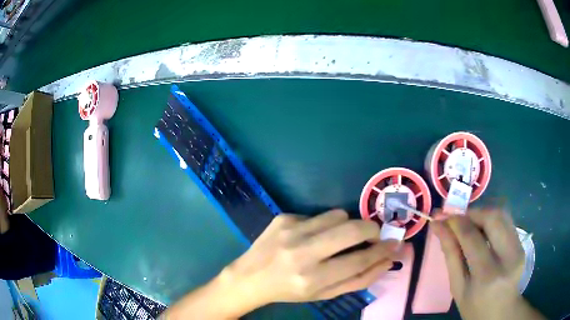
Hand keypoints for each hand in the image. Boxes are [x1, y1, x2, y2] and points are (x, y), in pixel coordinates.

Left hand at [164, 209, 398, 319]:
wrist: (249, 277)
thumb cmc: (289, 291)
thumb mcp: (323, 294)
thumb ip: (357, 280)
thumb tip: (387, 261)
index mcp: (312, 278)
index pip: (359, 259)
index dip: (382, 250)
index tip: (395, 243)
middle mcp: (302, 252)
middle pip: (352, 229)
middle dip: (372, 228)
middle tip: (375, 234)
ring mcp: (291, 230)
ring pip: (337, 215)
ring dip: (346, 225)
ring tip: (338, 238)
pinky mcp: (283, 217)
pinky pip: (317, 215)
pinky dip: (323, 224)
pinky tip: (310, 237)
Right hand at [432, 209, 544, 319]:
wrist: (501, 313)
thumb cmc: (474, 307)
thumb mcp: (458, 287)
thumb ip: (450, 255)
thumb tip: (438, 227)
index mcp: (487, 275)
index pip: (472, 237)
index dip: (455, 222)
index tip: (440, 216)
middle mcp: (508, 256)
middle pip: (492, 217)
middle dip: (472, 212)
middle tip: (457, 219)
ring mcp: (518, 248)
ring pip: (502, 214)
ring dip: (482, 213)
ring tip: (469, 224)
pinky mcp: (522, 243)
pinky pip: (507, 221)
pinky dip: (492, 220)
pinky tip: (483, 230)